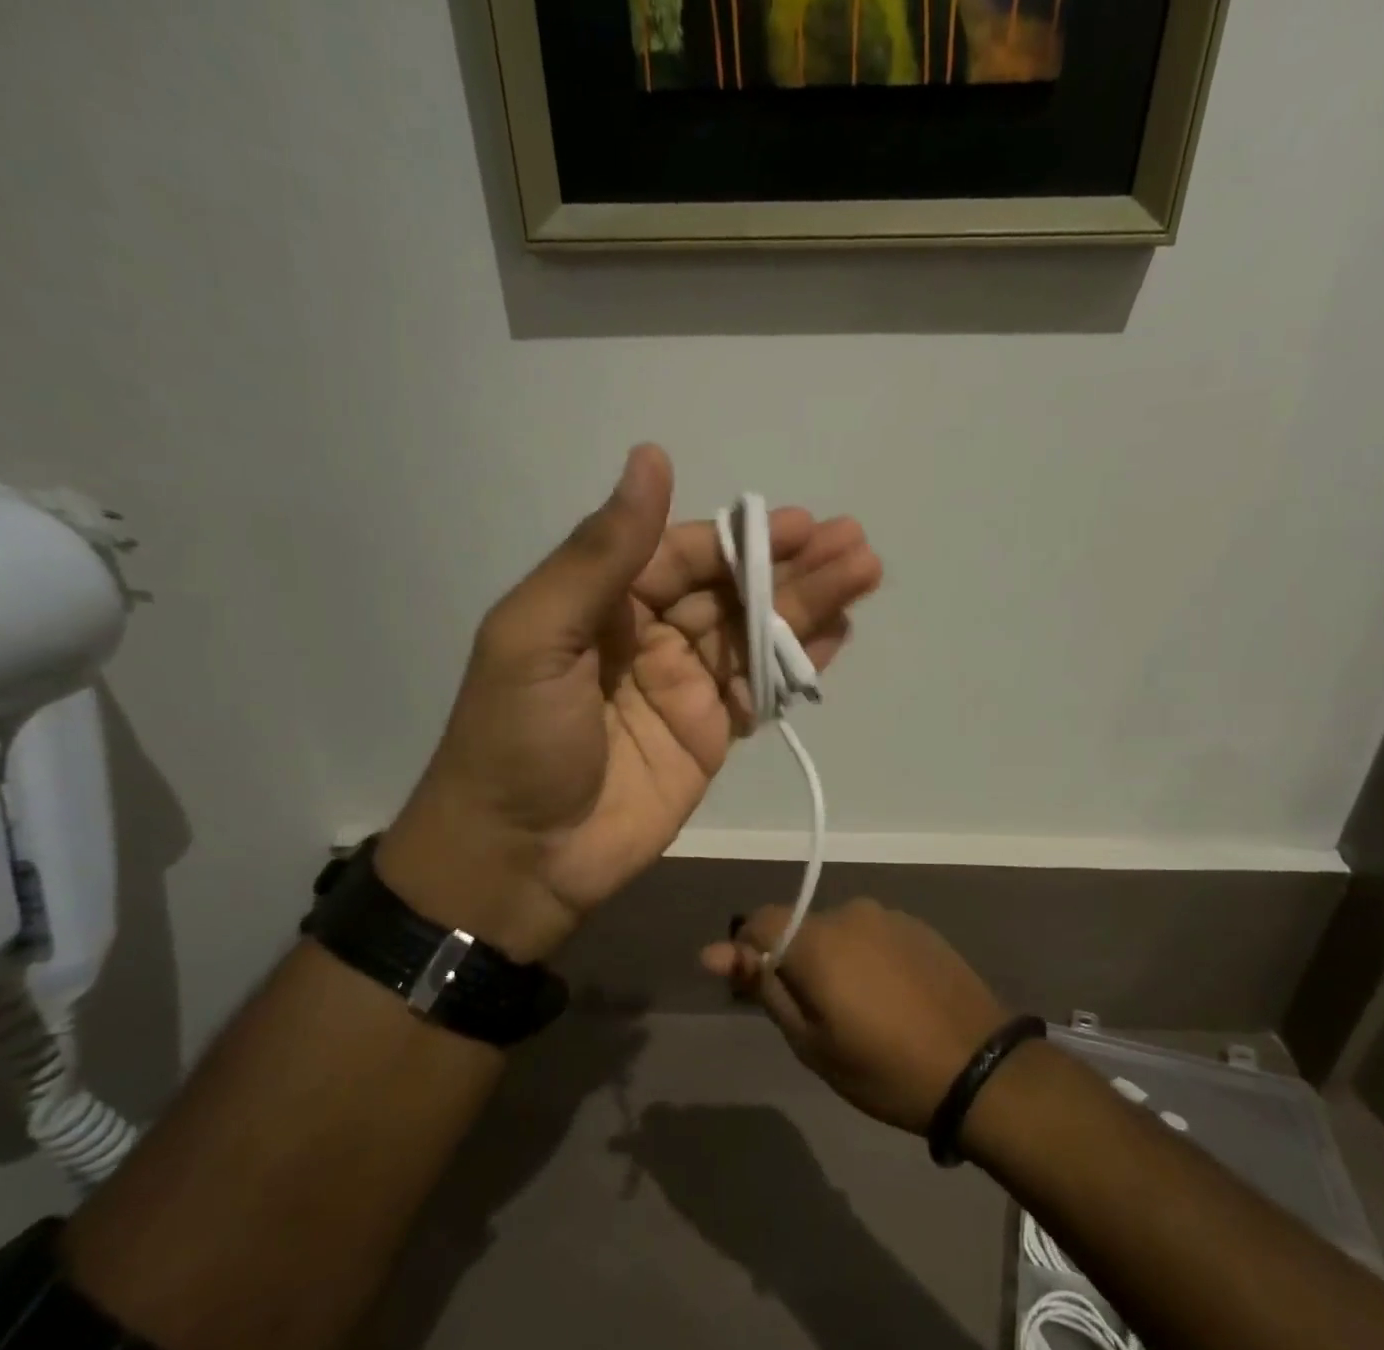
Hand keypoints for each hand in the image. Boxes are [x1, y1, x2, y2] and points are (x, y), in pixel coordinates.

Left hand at [377, 445, 882, 961]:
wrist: (521, 859)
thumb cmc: (518, 741)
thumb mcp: (538, 635)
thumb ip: (600, 553)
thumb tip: (651, 457)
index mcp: (603, 604)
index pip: (682, 555)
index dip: (740, 538)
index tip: (801, 525)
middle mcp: (648, 638)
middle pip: (730, 591)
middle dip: (792, 566)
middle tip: (856, 544)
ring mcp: (683, 689)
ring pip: (755, 635)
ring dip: (809, 606)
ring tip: (865, 575)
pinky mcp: (710, 737)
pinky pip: (761, 691)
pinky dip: (799, 663)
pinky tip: (840, 635)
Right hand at [701, 899, 1007, 1133]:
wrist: (981, 1069)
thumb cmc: (884, 1068)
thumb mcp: (811, 1041)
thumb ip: (763, 987)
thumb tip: (713, 951)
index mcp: (817, 939)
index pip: (758, 921)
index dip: (749, 954)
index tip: (759, 993)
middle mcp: (851, 913)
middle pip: (800, 926)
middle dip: (795, 962)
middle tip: (815, 1016)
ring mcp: (889, 916)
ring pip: (838, 931)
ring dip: (833, 960)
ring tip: (859, 1011)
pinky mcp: (919, 927)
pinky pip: (872, 935)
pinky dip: (866, 959)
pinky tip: (890, 998)